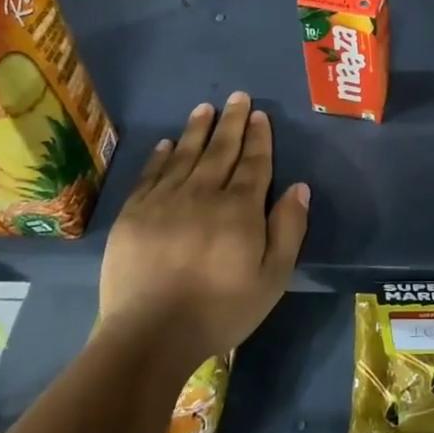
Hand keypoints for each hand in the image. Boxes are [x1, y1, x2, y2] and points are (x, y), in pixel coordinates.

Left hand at [97, 93, 309, 371]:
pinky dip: (160, 156)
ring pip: (185, 155)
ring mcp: (164, 201)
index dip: (259, 138)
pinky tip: (167, 144)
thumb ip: (288, 229)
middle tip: (237, 96)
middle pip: (221, 150)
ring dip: (197, 130)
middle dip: (232, 122)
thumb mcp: (272, 278)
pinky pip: (151, 175)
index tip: (260, 115)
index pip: (254, 163)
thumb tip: (299, 187)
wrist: (149, 336)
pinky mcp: (134, 214)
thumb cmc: (219, 310)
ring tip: (205, 108)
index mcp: (240, 209)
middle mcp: (203, 194)